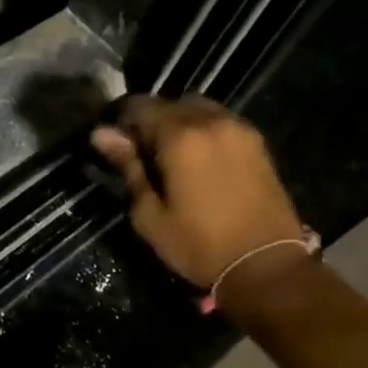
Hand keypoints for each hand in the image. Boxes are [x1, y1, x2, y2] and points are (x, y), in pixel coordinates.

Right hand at [90, 94, 304, 288]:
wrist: (265, 265)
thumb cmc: (199, 245)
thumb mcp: (150, 214)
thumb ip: (128, 167)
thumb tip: (102, 135)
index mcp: (179, 136)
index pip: (140, 106)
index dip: (123, 122)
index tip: (118, 146)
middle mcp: (210, 121)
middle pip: (170, 102)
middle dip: (152, 120)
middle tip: (144, 154)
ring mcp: (238, 129)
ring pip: (198, 108)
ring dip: (180, 122)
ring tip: (174, 155)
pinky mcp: (257, 142)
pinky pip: (221, 121)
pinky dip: (204, 129)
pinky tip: (201, 159)